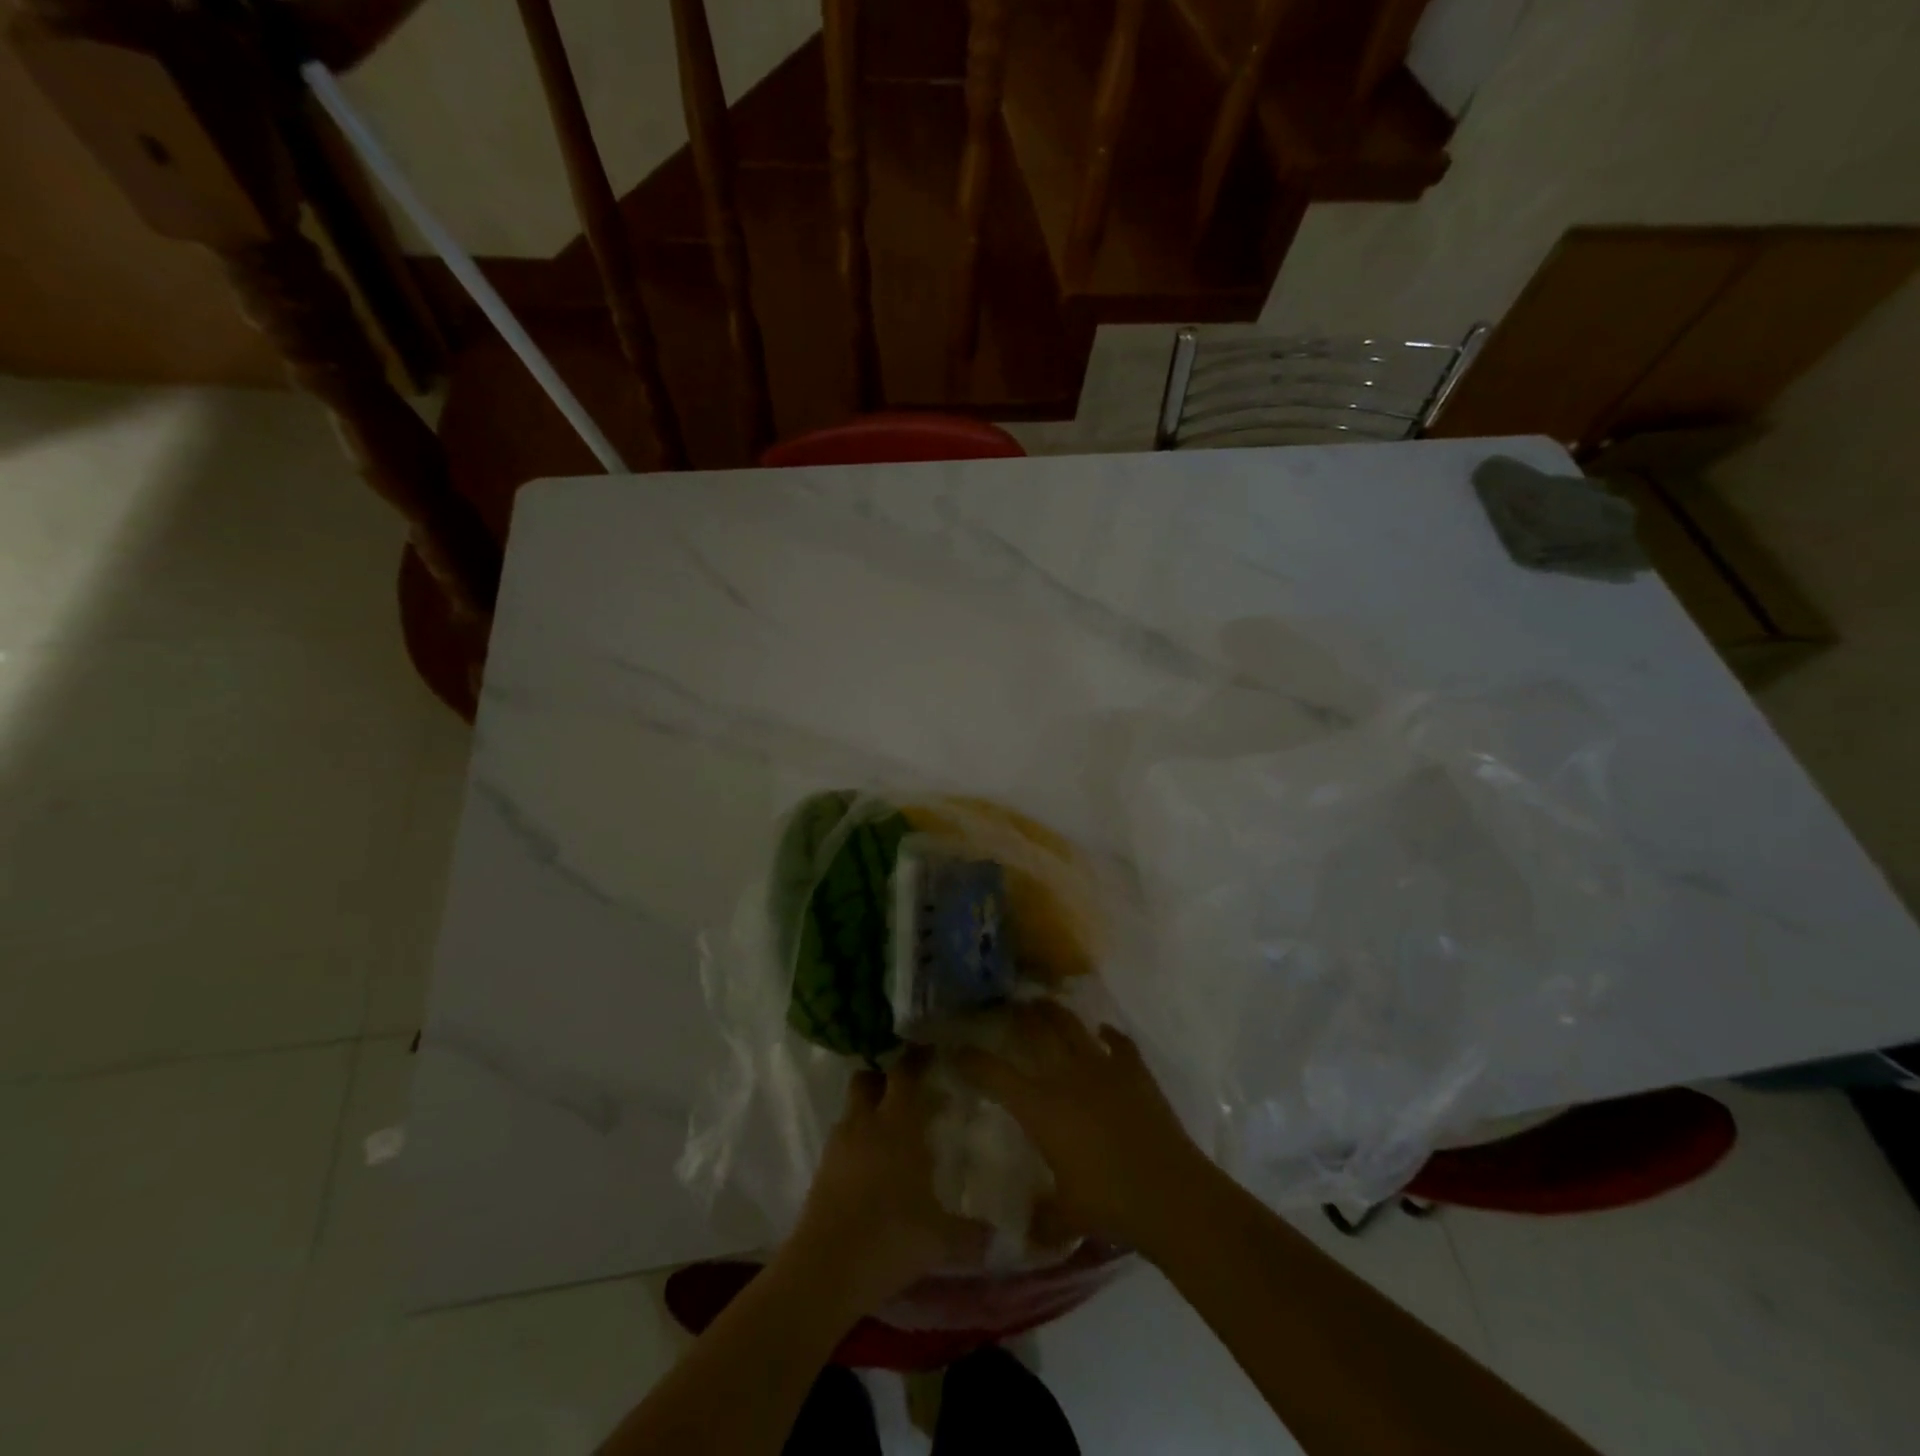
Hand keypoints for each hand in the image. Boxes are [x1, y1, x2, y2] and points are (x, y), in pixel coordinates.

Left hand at [784, 1053, 989, 1308]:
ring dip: (868, 1111)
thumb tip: (1003, 1238)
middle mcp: (866, 1123)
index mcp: (898, 1123)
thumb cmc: (891, 1237)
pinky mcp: (821, 1170)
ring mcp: (839, 1144)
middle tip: (909, 1092)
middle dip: (885, 1078)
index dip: (916, 1059)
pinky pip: (841, 1140)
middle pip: (868, 1079)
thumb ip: (972, 1233)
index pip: (905, 1072)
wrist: (825, 1270)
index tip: (932, 1053)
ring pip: (852, 1109)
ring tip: (891, 1131)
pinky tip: (871, 1167)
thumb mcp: (941, 1239)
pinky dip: (855, 1142)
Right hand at [952, 1001, 1212, 1256]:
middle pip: (1036, 1032)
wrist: (1169, 1193)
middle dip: (1018, 1016)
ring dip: (1056, 1013)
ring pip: (1072, 1027)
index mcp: (1041, 1108)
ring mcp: (1103, 1068)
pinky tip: (1103, 1032)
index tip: (957, 1050)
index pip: (995, 1075)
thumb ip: (1043, 1218)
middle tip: (1007, 1006)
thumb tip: (1027, 1232)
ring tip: (1044, 1003)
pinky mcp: (1135, 1071)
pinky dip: (1109, 1035)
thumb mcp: (1067, 1216)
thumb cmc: (1109, 1204)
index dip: (972, 1060)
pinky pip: (1119, 1043)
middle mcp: (1066, 1077)